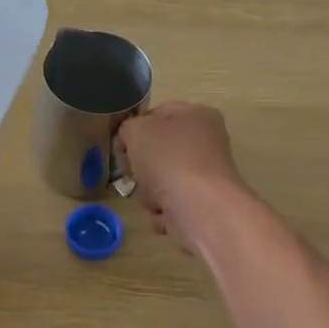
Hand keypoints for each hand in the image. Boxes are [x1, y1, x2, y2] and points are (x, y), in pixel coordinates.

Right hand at [116, 102, 251, 253]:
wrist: (200, 208)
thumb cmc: (169, 160)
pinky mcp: (205, 204)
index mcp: (198, 116)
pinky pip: (173, 205)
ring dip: (150, 192)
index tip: (120, 147)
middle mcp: (208, 143)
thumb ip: (128, 128)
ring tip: (152, 197)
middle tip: (134, 173)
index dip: (134, 128)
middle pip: (160, 151)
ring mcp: (208, 176)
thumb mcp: (136, 131)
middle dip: (142, 166)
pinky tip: (164, 214)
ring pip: (163, 180)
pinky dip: (165, 211)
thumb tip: (131, 140)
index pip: (158, 114)